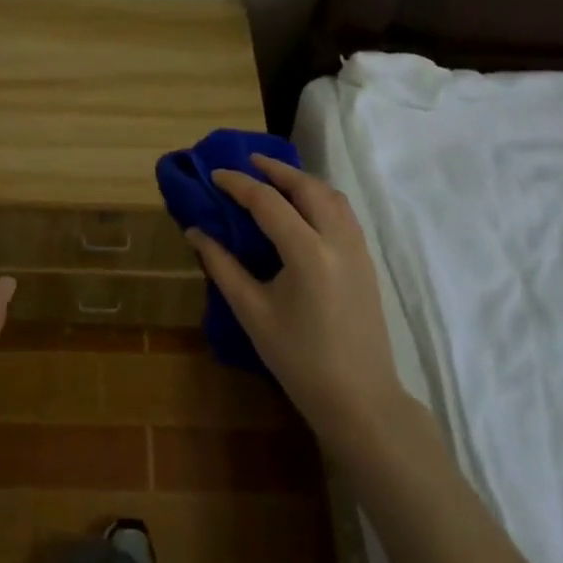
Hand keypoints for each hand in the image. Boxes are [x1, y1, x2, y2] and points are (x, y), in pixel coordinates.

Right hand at [188, 156, 405, 449]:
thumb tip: (195, 232)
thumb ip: (222, 266)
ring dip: (302, 181)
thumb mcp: (252, 312)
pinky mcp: (367, 261)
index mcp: (307, 252)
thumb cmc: (299, 360)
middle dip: (276, 170)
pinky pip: (343, 213)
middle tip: (248, 163)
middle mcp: (338, 240)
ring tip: (274, 180)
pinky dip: (320, 198)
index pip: (267, 202)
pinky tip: (302, 209)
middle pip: (307, 187)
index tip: (215, 174)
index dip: (238, 184)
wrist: (359, 399)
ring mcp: (358, 249)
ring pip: (331, 196)